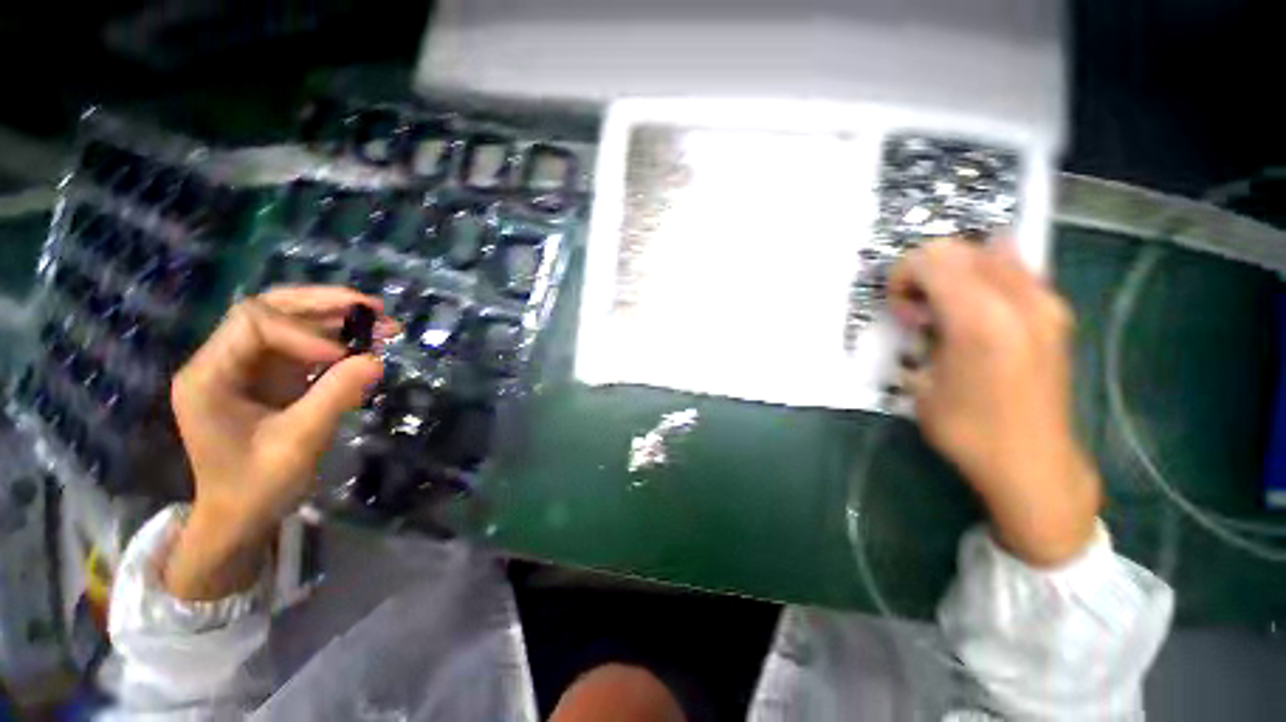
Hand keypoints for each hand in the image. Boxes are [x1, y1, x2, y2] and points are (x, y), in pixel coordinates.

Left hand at [165, 287, 389, 598]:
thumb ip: (334, 396)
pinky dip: (339, 342)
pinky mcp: (272, 377)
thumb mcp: (298, 443)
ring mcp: (248, 367)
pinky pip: (305, 347)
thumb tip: (377, 360)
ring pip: (292, 323)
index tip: (344, 356)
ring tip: (383, 323)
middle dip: (324, 304)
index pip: (253, 323)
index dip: (303, 332)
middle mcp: (224, 360)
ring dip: (338, 320)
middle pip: (271, 310)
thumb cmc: (257, 485)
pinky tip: (368, 345)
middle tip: (374, 307)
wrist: (242, 516)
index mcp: (210, 375)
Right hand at [888, 239, 1100, 566]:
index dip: (902, 277)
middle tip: (920, 312)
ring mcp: (1045, 303)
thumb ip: (921, 334)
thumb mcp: (921, 384)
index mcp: (978, 320)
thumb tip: (921, 312)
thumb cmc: (966, 430)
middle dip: (925, 271)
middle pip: (958, 248)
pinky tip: (977, 310)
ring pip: (987, 252)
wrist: (1033, 463)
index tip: (902, 312)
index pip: (930, 259)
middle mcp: (1018, 299)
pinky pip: (1014, 269)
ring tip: (948, 311)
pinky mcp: (1056, 313)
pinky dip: (986, 276)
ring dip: (955, 273)